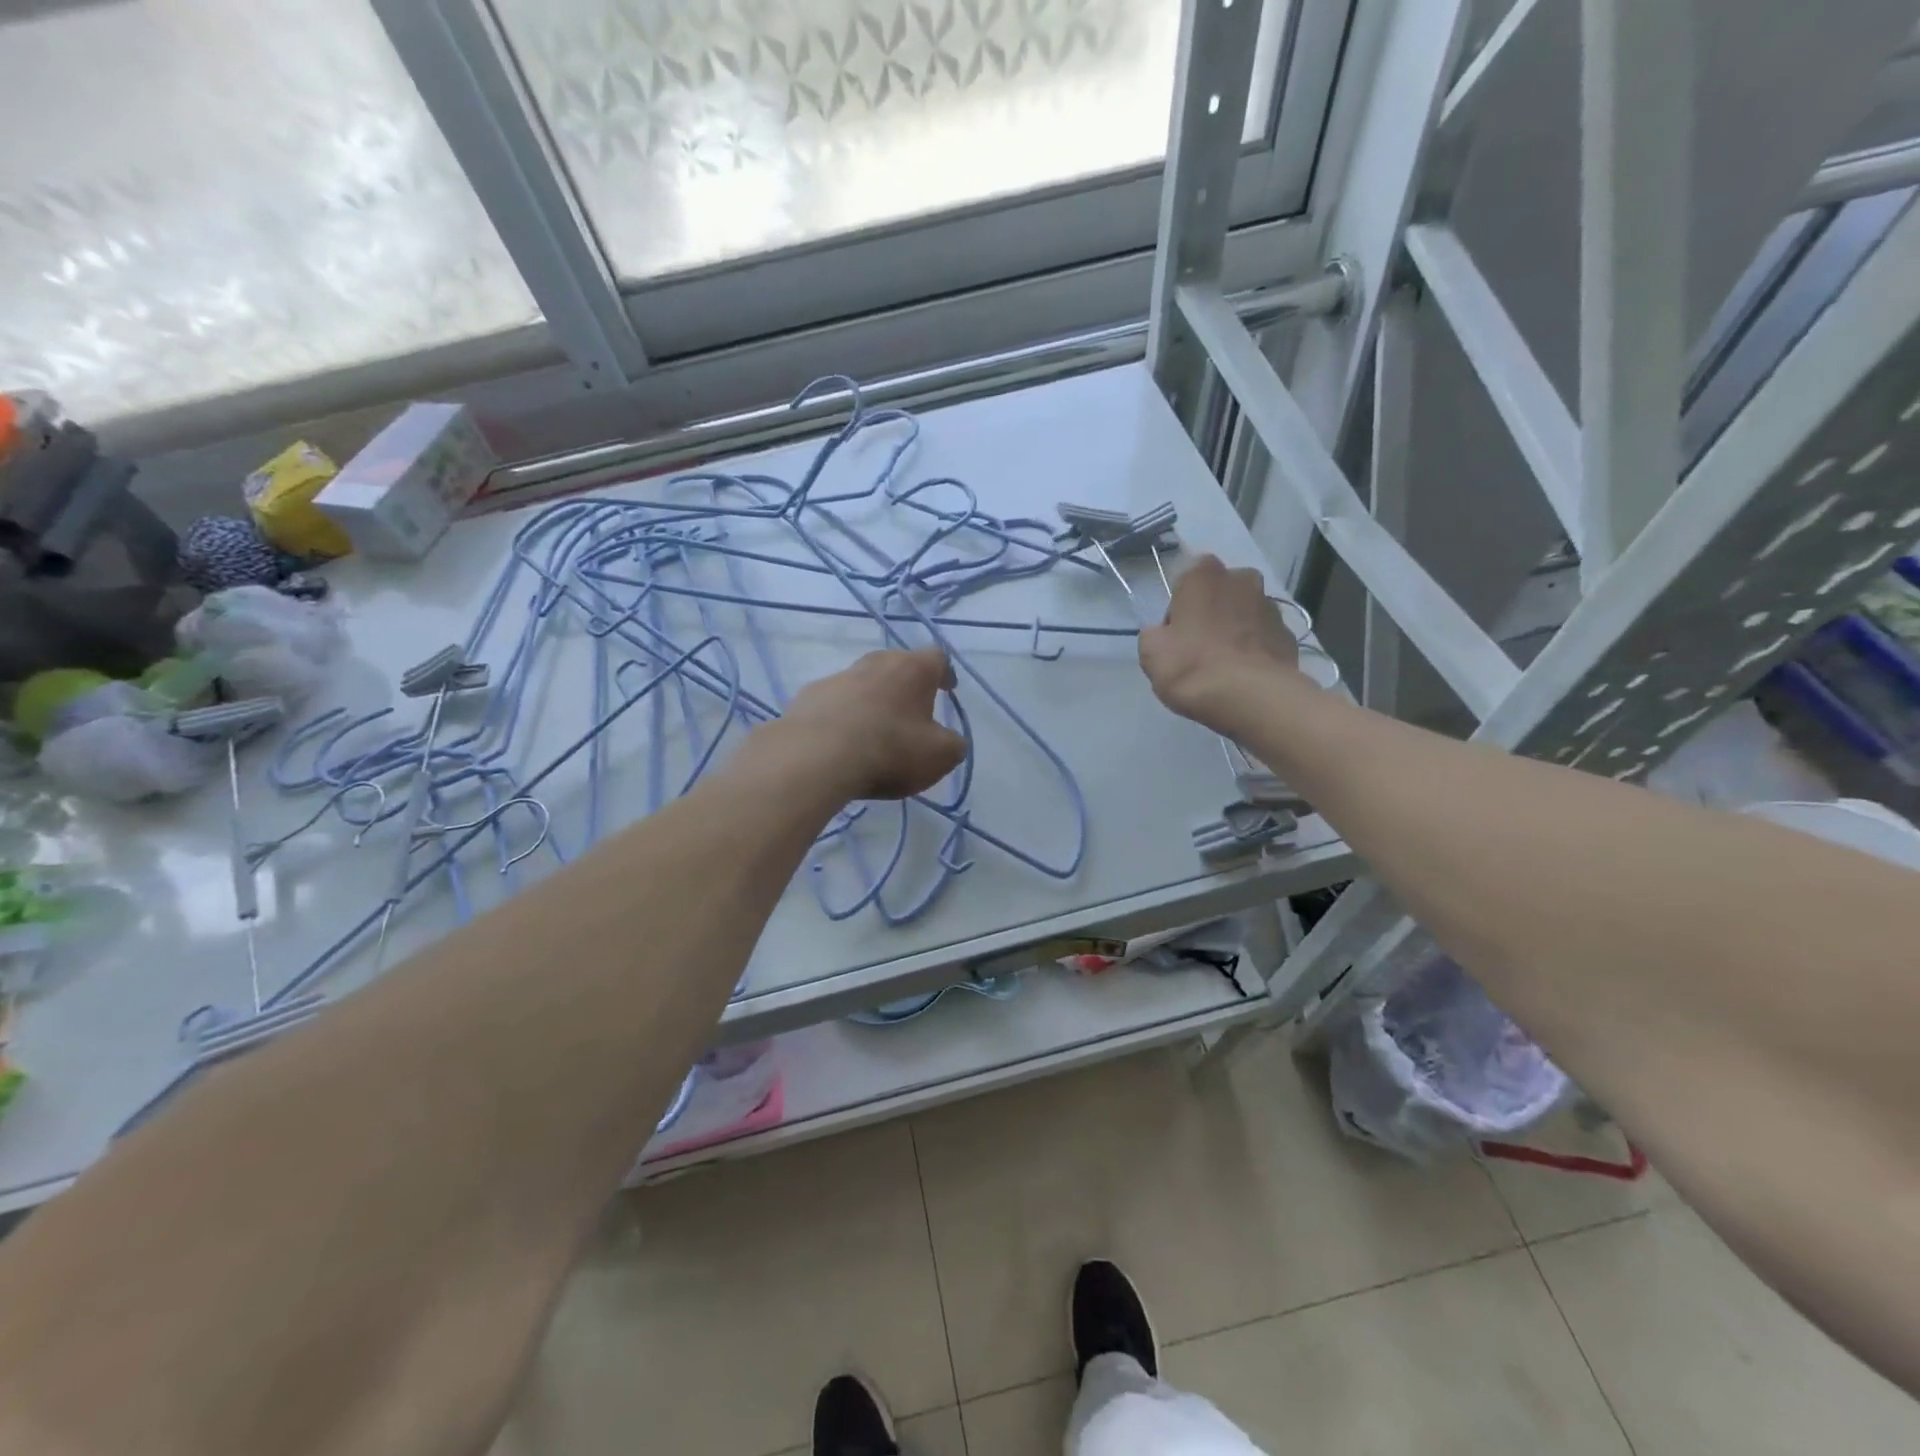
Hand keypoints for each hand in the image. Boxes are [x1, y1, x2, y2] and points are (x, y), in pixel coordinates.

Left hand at [769, 648, 966, 800]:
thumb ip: (953, 745)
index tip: (948, 689)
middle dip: (906, 685)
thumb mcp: (939, 756)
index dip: (945, 673)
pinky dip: (842, 716)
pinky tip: (841, 742)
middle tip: (911, 710)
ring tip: (874, 730)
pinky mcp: (807, 697)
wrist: (815, 757)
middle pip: (896, 664)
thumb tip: (950, 741)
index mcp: (912, 669)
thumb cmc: (889, 750)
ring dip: (872, 700)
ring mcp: (837, 677)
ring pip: (862, 682)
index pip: (937, 658)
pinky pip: (834, 703)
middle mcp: (875, 663)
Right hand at [1139, 554, 1300, 731]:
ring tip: (1223, 667)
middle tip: (1198, 649)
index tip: (1176, 635)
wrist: (1250, 697)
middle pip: (1220, 594)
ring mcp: (1271, 607)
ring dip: (1235, 631)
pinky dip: (1255, 651)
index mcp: (1204, 575)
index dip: (1179, 608)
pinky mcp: (1289, 635)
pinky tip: (1244, 676)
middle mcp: (1242, 579)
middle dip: (1211, 614)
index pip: (1186, 580)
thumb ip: (1154, 633)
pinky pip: (1264, 639)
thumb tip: (1165, 634)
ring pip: (1245, 614)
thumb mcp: (1150, 652)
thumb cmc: (1192, 666)